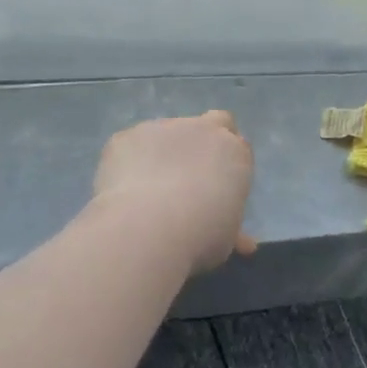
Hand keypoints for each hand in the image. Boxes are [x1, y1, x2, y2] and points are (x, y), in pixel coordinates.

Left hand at [90, 110, 256, 273]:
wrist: (146, 228)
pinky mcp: (127, 136)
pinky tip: (122, 191)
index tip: (217, 189)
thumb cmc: (199, 236)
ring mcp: (163, 128)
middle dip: (206, 141)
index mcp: (235, 153)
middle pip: (214, 123)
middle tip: (191, 174)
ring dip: (164, 152)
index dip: (228, 165)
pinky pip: (131, 145)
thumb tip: (244, 244)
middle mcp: (204, 130)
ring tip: (148, 191)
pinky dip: (129, 162)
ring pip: (167, 134)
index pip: (239, 147)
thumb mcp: (226, 239)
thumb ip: (233, 231)